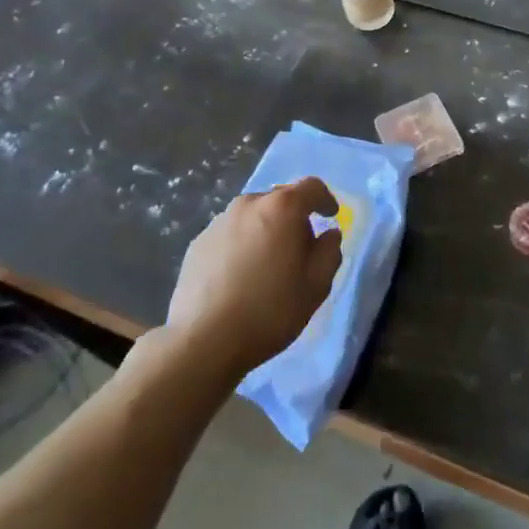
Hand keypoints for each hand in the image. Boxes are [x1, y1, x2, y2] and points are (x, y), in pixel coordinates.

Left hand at [166, 178, 342, 377]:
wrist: (204, 340)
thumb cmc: (270, 310)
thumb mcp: (316, 286)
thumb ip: (329, 252)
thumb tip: (328, 234)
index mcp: (282, 208)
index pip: (311, 187)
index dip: (324, 199)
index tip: (330, 216)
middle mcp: (249, 204)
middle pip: (279, 200)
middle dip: (294, 217)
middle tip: (300, 249)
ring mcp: (219, 222)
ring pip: (252, 217)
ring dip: (265, 231)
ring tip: (267, 265)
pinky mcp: (198, 243)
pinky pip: (230, 234)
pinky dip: (241, 245)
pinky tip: (240, 276)